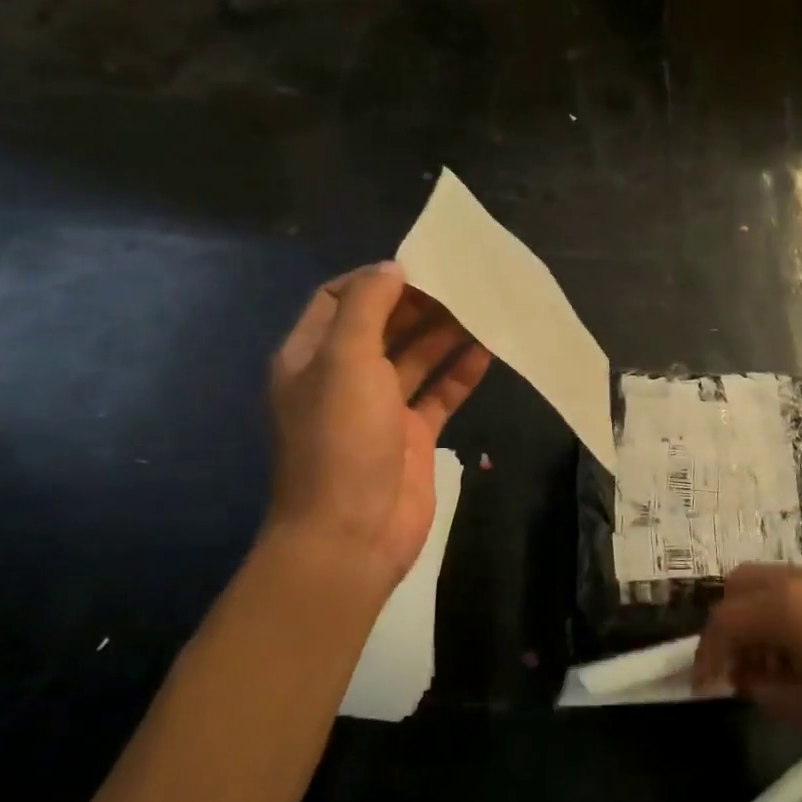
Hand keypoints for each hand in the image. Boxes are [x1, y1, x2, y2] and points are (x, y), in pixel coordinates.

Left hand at [266, 263, 490, 593]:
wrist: (352, 536)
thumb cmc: (341, 439)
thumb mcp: (344, 359)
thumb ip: (367, 306)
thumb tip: (392, 267)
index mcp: (311, 357)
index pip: (338, 299)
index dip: (374, 280)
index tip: (418, 265)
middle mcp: (344, 377)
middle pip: (384, 325)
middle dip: (419, 302)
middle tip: (462, 281)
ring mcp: (380, 408)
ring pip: (416, 357)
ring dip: (446, 333)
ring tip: (484, 306)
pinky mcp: (413, 435)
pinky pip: (440, 393)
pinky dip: (461, 371)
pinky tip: (489, 349)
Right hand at [692, 565, 801, 764]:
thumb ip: (772, 694)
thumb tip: (749, 681)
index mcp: (786, 605)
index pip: (725, 619)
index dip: (706, 654)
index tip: (703, 689)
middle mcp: (801, 578)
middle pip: (740, 585)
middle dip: (727, 625)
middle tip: (734, 670)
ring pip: (769, 583)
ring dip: (756, 618)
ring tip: (769, 669)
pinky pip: (798, 590)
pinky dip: (783, 614)